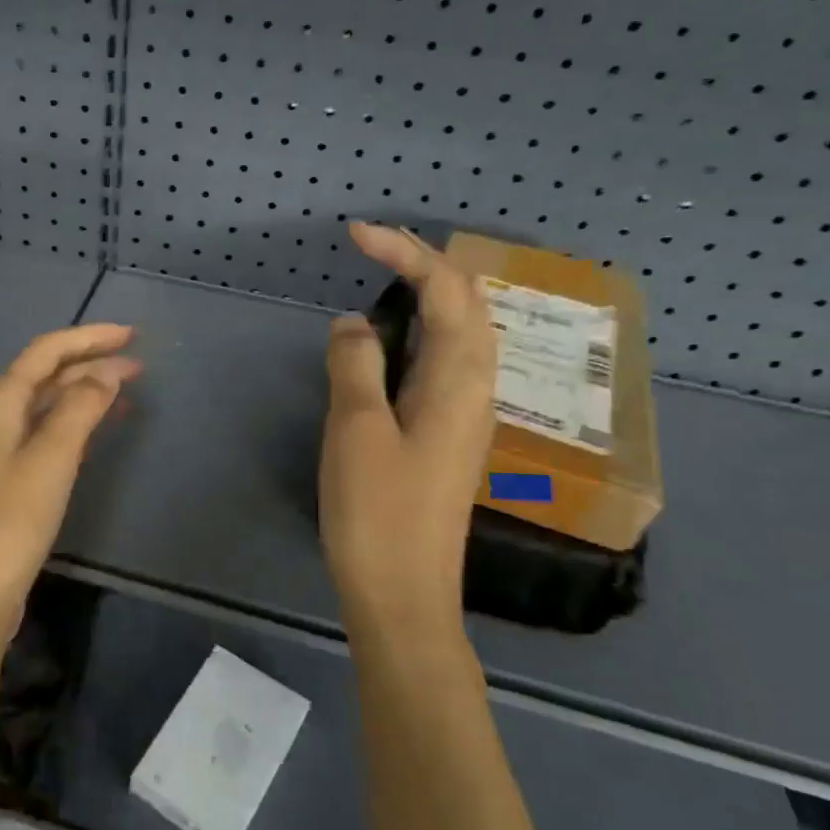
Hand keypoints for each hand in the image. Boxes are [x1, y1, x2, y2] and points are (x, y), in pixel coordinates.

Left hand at [0, 325, 140, 648]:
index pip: (47, 351)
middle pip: (46, 373)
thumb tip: (107, 371)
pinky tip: (101, 427)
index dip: (89, 338)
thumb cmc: (13, 520)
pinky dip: (77, 421)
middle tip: (139, 363)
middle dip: (91, 362)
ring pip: (48, 403)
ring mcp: (2, 447)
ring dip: (86, 390)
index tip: (132, 335)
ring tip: (129, 389)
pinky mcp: (12, 476)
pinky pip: (49, 432)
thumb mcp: (52, 458)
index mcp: (0, 402)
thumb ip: (79, 408)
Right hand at [320, 223, 497, 638]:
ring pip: (459, 335)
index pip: (447, 292)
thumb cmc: (378, 513)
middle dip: (424, 265)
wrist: (403, 595)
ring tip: (383, 279)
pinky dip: (420, 334)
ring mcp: (464, 416)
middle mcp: (475, 390)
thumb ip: (356, 365)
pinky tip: (391, 343)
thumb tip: (355, 322)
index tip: (354, 235)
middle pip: (467, 306)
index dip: (405, 253)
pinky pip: (442, 365)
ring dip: (428, 296)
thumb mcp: (356, 430)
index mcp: (460, 381)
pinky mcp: (446, 438)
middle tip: (371, 248)